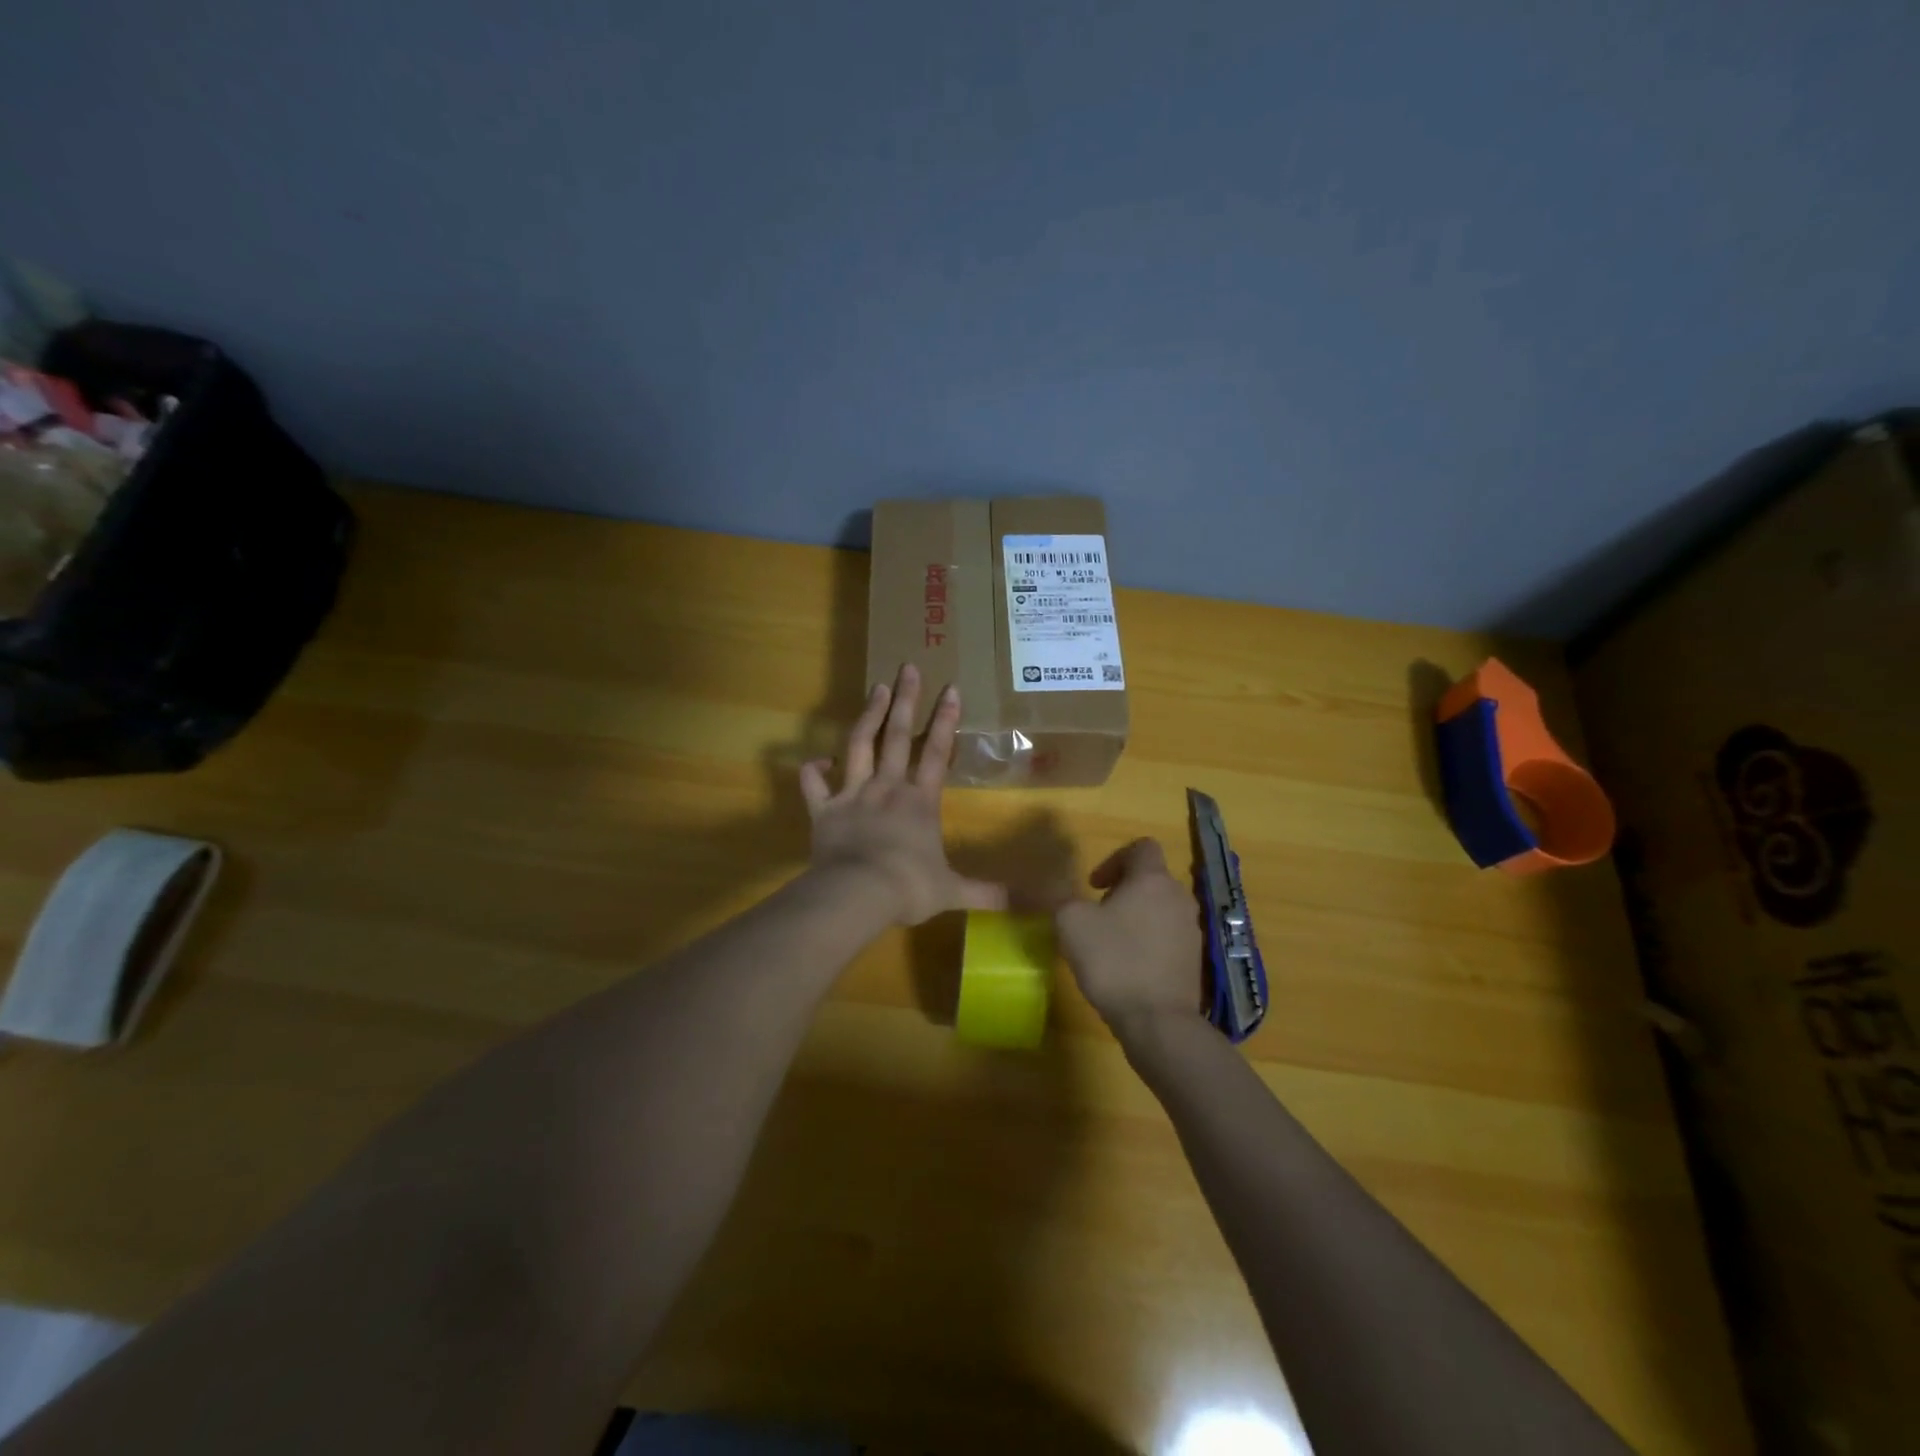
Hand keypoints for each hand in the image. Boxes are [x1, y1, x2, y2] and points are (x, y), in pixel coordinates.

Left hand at [799, 664, 1007, 926]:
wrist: (858, 894)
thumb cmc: (908, 888)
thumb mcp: (954, 892)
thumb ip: (991, 893)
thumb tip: (1037, 903)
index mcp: (920, 802)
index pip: (938, 753)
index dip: (946, 721)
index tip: (951, 688)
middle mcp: (888, 788)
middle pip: (899, 736)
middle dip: (906, 700)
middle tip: (909, 667)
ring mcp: (853, 794)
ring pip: (860, 745)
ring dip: (869, 715)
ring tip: (876, 687)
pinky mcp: (824, 809)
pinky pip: (814, 784)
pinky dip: (813, 770)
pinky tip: (818, 759)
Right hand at [1055, 839, 1203, 1034]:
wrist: (1158, 1021)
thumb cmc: (1113, 961)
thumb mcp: (1071, 923)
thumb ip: (1063, 897)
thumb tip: (1063, 890)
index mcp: (1152, 879)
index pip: (1142, 847)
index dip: (1114, 858)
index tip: (1094, 885)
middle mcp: (1179, 897)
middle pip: (1151, 878)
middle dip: (1123, 890)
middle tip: (1098, 913)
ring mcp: (1192, 929)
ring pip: (1161, 907)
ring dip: (1137, 916)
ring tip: (1111, 942)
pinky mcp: (1195, 959)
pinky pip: (1169, 936)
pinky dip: (1150, 941)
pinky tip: (1130, 966)